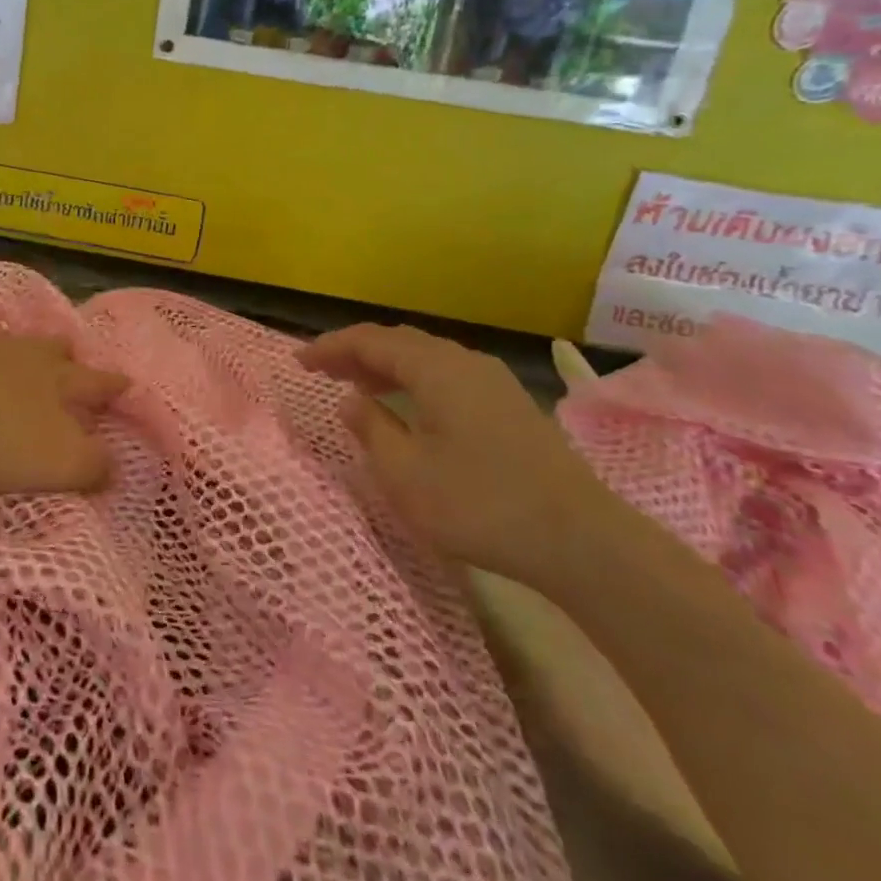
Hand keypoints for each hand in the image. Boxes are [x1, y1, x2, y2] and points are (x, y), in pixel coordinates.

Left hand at [0, 337, 128, 516]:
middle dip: (69, 358)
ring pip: (15, 350)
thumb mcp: (58, 462)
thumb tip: (113, 465)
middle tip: (74, 359)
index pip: (97, 382)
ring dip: (27, 358)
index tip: (128, 383)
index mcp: (59, 380)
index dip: (114, 387)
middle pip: (54, 351)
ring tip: (28, 365)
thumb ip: (93, 465)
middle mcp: (25, 358)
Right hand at [297, 323, 626, 586]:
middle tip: (323, 370)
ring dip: (387, 365)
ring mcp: (493, 381)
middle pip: (399, 341)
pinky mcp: (510, 404)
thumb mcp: (406, 474)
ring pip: (426, 357)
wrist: (581, 539)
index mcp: (435, 368)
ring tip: (358, 386)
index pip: (370, 341)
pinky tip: (410, 406)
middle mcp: (464, 361)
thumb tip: (352, 401)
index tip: (299, 361)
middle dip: (356, 352)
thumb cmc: (481, 504)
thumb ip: (372, 429)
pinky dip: (415, 379)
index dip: (330, 347)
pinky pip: (447, 374)